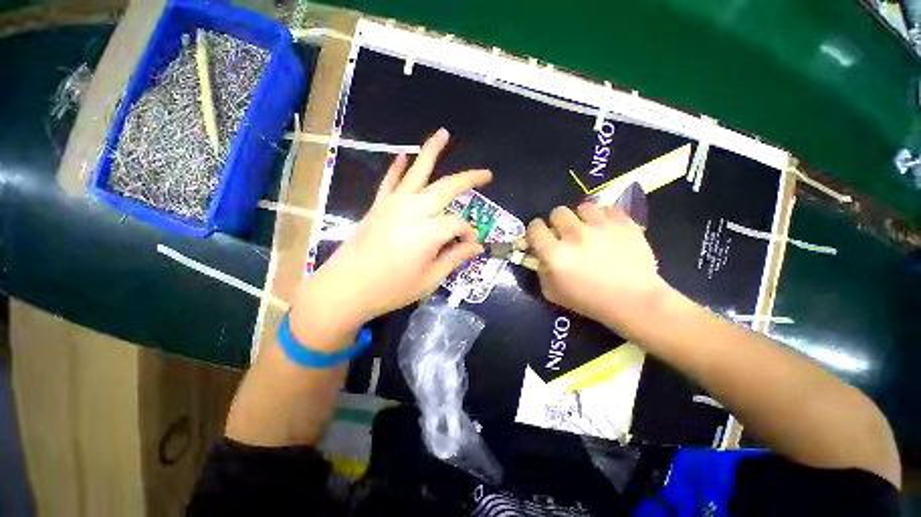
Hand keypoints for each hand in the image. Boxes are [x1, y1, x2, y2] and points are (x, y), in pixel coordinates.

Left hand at [293, 129, 491, 340]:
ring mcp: (393, 205)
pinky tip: (404, 155)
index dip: (468, 233)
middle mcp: (413, 210)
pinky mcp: (378, 206)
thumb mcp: (429, 280)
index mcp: (429, 232)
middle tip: (486, 174)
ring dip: (431, 152)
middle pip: (446, 187)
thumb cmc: (391, 289)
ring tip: (443, 134)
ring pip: (417, 172)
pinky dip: (397, 167)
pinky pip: (390, 182)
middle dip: (469, 179)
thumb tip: (476, 246)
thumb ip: (454, 258)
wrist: (344, 289)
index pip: (459, 224)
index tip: (470, 244)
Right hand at [526, 203, 670, 330]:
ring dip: (581, 218)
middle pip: (557, 212)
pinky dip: (604, 218)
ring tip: (589, 230)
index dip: (535, 231)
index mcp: (554, 253)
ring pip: (583, 207)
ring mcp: (600, 226)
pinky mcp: (623, 223)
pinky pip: (607, 209)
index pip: (534, 228)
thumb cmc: (589, 301)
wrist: (633, 301)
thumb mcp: (553, 292)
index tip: (541, 237)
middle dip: (558, 223)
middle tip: (566, 234)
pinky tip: (606, 230)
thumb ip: (540, 270)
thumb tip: (538, 254)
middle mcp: (574, 235)